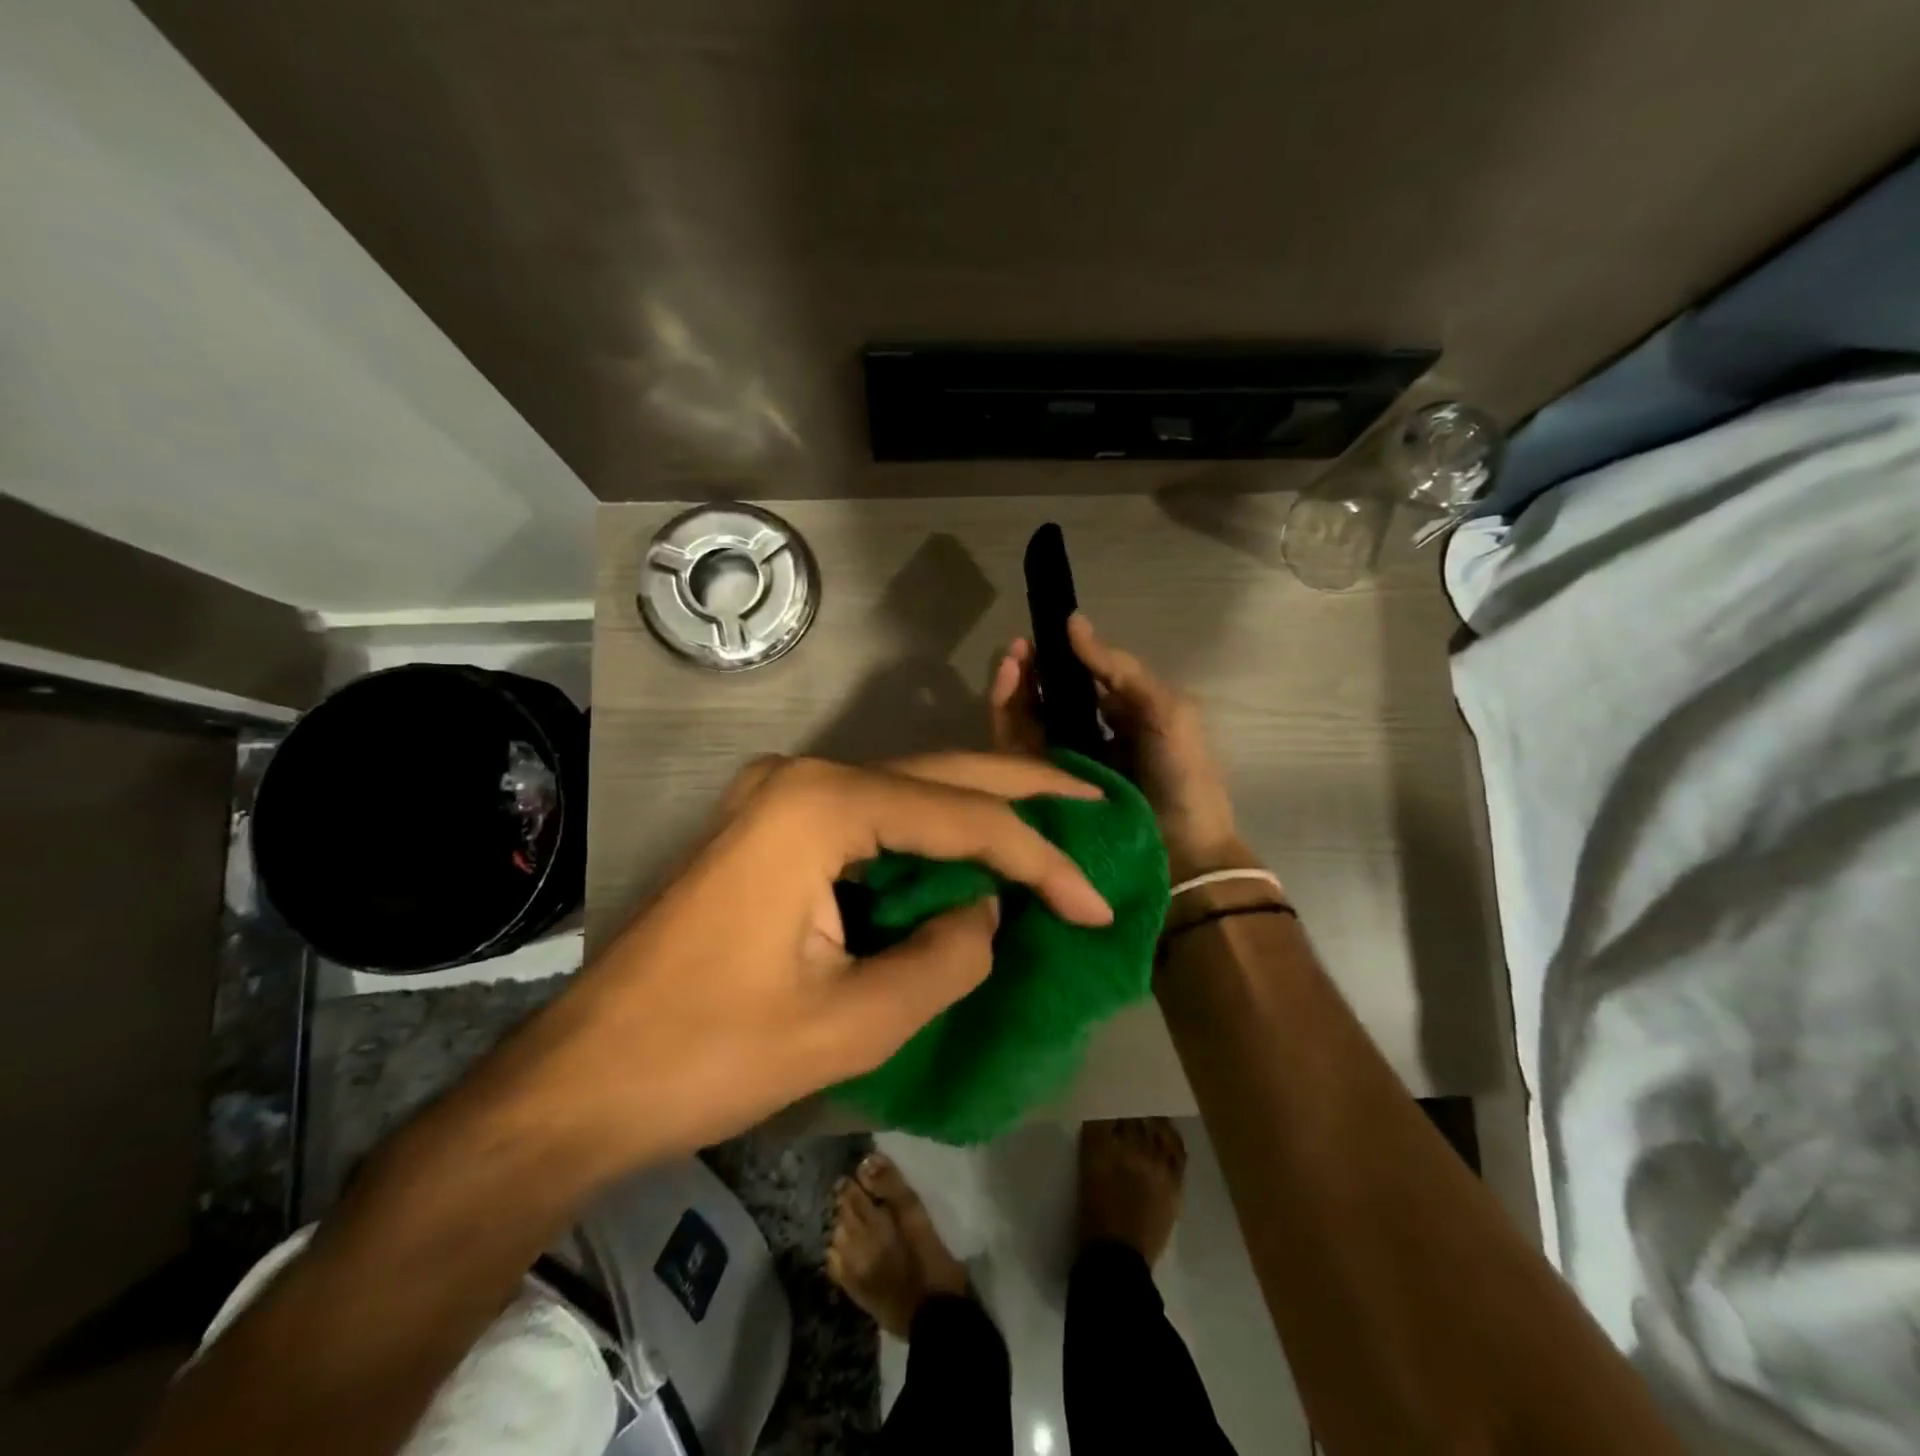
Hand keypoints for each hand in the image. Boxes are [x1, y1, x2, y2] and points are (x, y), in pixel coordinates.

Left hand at [504, 753, 1113, 1170]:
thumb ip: (946, 958)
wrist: (583, 1078)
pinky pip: (867, 817)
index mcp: (822, 805)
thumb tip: (989, 915)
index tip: (1098, 905)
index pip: (961, 818)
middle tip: (1094, 804)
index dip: (1040, 860)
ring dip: (974, 812)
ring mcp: (778, 795)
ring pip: (904, 791)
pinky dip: (924, 837)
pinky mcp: (768, 825)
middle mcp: (802, 777)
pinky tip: (965, 855)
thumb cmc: (711, 1053)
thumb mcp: (854, 1021)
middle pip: (937, 774)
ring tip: (1050, 827)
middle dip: (1021, 792)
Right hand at [989, 613, 1242, 881]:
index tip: (1040, 635)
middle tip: (1017, 650)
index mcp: (1116, 721)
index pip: (1076, 683)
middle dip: (1028, 672)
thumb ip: (1121, 669)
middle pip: (1043, 700)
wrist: (1182, 858)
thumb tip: (1073, 623)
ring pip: (1022, 723)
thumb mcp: (1166, 712)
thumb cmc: (1182, 779)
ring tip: (1010, 663)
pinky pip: (1013, 753)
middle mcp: (1083, 743)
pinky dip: (1004, 720)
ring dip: (1012, 690)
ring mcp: (1057, 771)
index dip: (1056, 659)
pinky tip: (1005, 692)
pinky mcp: (1036, 795)